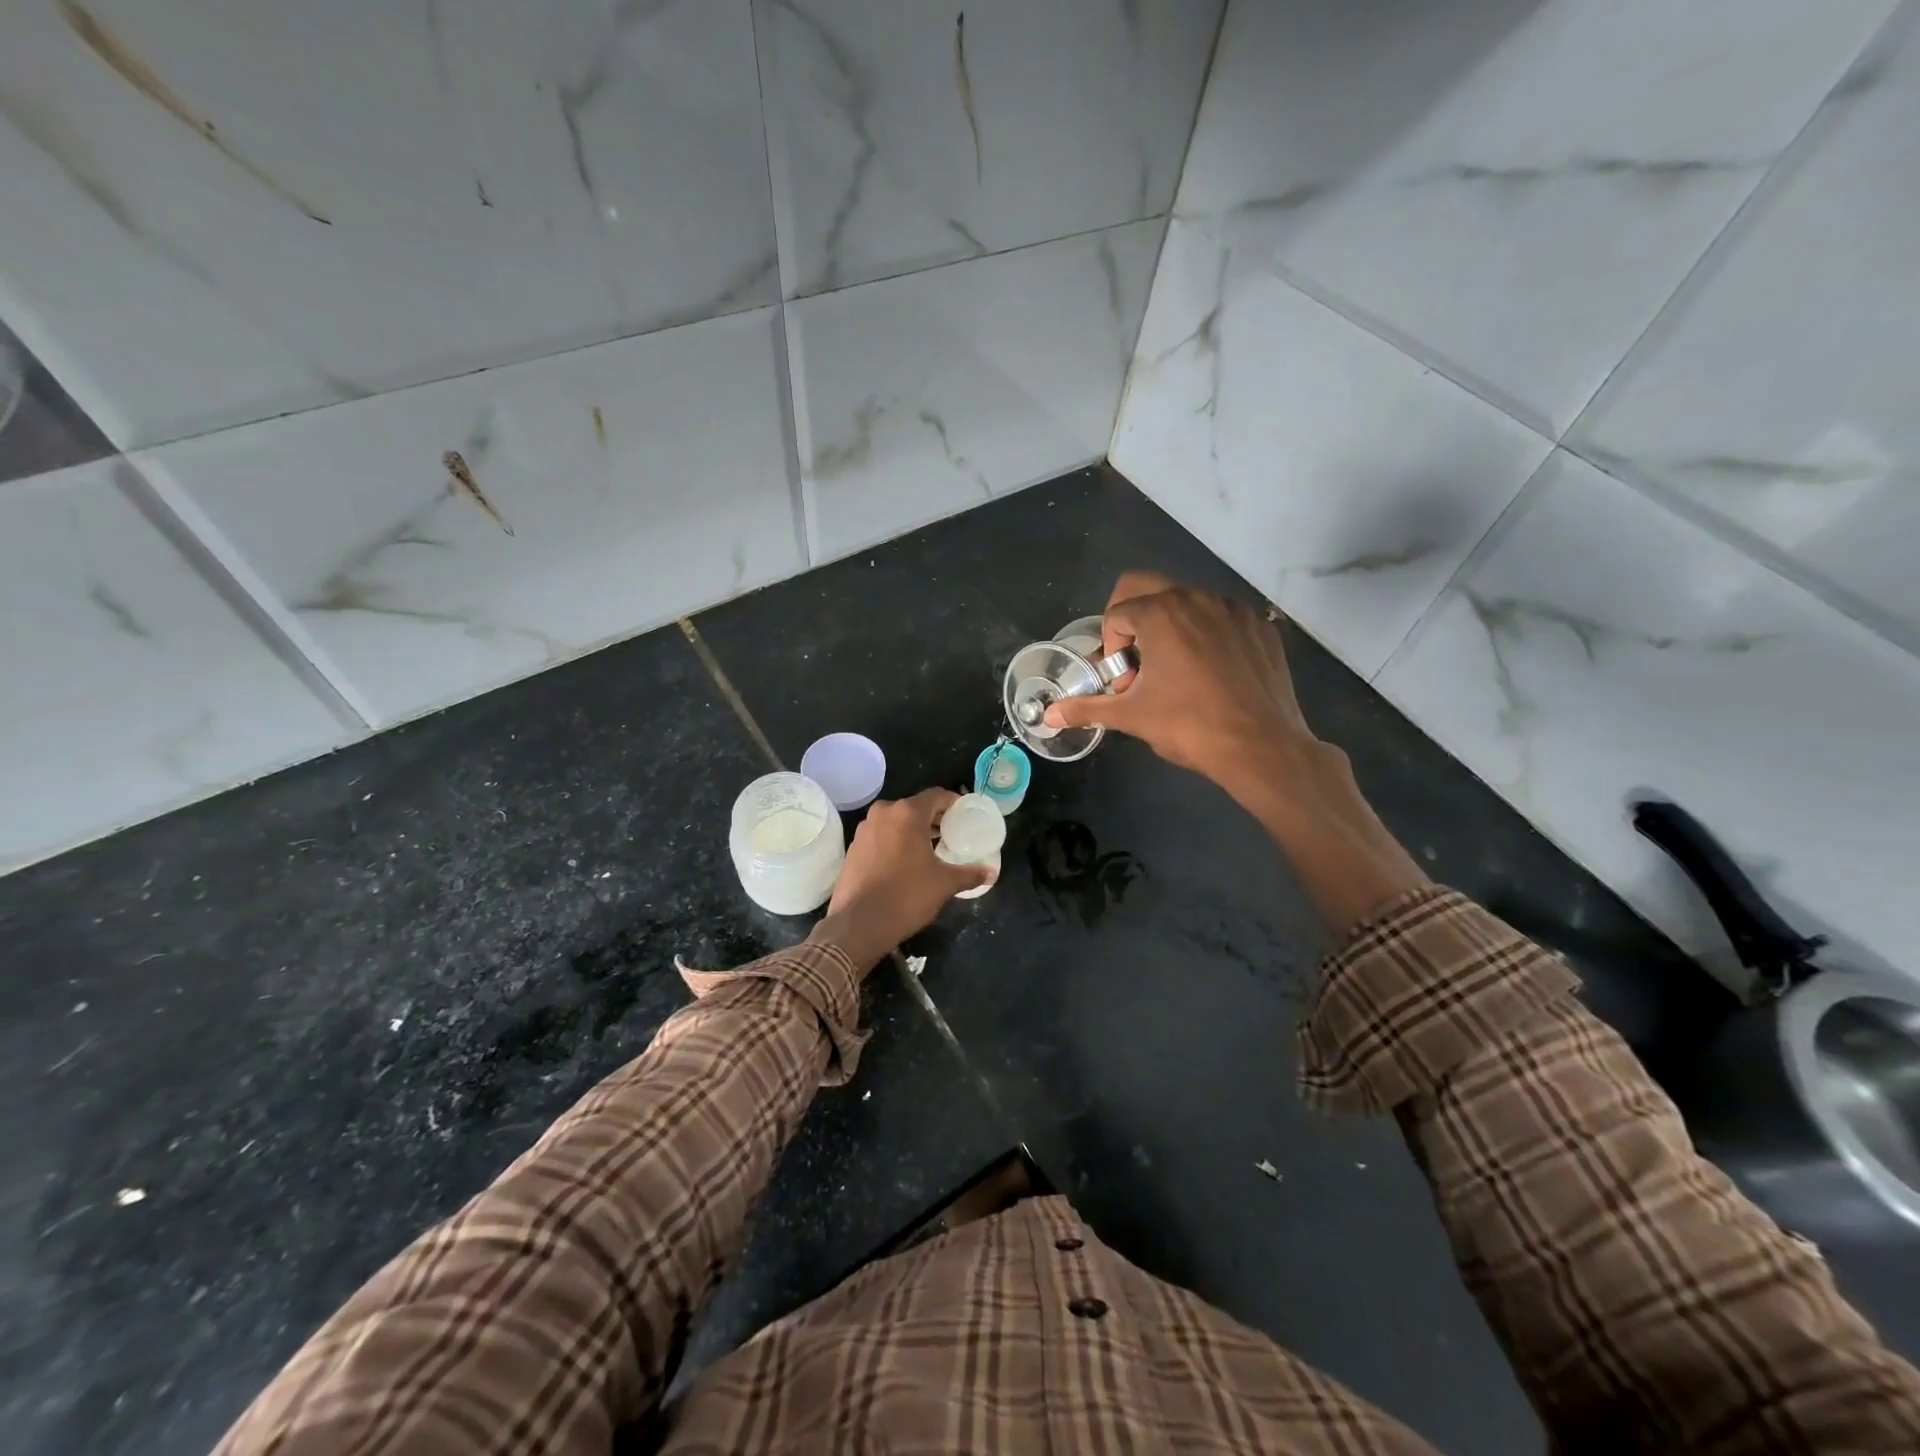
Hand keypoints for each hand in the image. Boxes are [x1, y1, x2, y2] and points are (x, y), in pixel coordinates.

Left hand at [809, 789, 989, 971]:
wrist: (859, 924)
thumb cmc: (906, 896)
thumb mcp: (944, 884)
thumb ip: (970, 874)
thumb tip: (991, 873)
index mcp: (906, 813)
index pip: (936, 796)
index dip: (953, 803)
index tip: (965, 816)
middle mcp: (883, 813)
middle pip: (915, 807)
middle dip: (934, 819)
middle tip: (951, 834)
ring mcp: (864, 830)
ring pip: (896, 821)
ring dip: (913, 831)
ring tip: (931, 849)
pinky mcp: (853, 848)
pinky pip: (881, 836)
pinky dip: (895, 842)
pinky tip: (905, 863)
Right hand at [1044, 571, 1318, 792]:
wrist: (1262, 747)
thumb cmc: (1189, 727)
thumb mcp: (1132, 717)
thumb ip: (1087, 708)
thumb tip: (1049, 716)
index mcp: (1161, 613)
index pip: (1116, 615)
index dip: (1111, 649)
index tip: (1125, 683)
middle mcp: (1197, 598)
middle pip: (1146, 587)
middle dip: (1131, 620)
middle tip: (1138, 660)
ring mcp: (1234, 609)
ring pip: (1187, 602)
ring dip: (1170, 628)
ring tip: (1176, 672)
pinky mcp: (1261, 626)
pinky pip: (1222, 618)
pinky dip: (1207, 636)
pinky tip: (1213, 675)